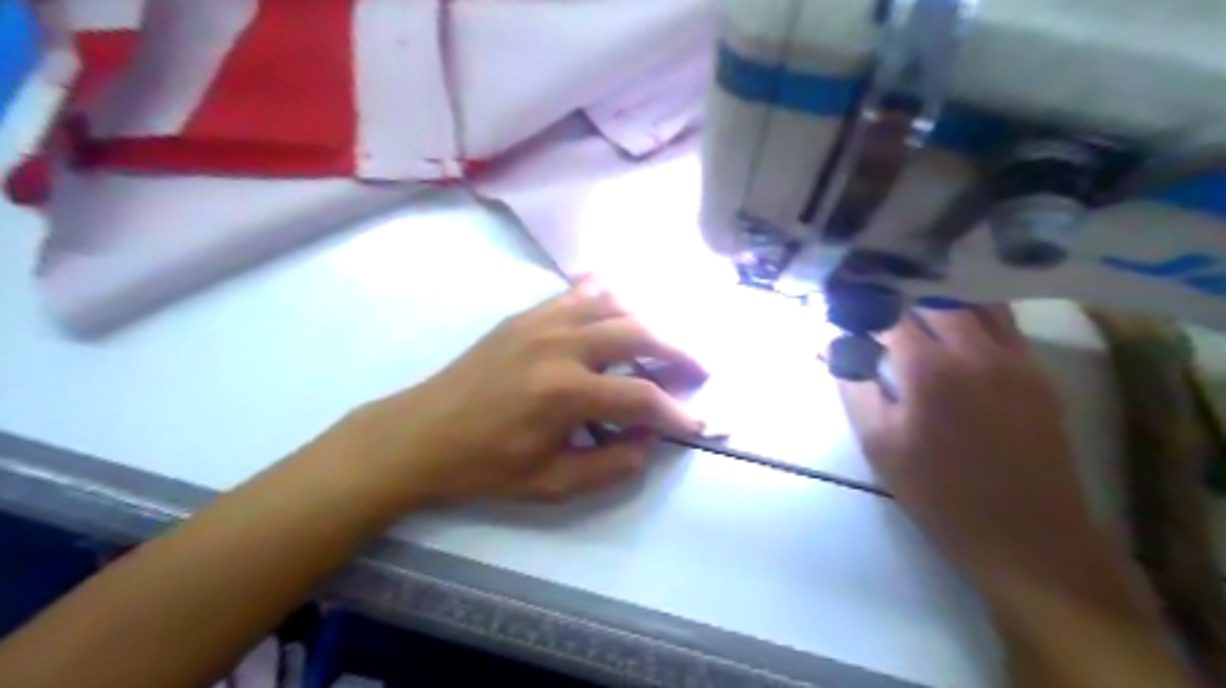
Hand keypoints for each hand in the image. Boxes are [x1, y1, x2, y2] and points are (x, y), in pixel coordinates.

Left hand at [336, 277, 699, 507]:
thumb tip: (651, 439)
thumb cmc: (486, 466)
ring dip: (646, 321)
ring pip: (613, 304)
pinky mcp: (526, 315)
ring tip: (662, 343)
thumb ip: (612, 464)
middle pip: (638, 333)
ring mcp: (542, 322)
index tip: (699, 422)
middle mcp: (561, 345)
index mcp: (567, 392)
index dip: (677, 412)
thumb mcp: (552, 484)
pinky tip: (619, 309)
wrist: (422, 435)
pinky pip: (577, 293)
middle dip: (677, 352)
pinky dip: (607, 298)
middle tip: (697, 369)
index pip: (642, 397)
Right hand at [840, 308, 1105, 584]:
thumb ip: (854, 386)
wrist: (1027, 536)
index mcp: (930, 369)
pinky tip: (958, 327)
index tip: (848, 304)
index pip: (891, 313)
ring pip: (977, 302)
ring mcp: (1015, 358)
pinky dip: (976, 313)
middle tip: (879, 298)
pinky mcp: (1038, 374)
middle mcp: (976, 350)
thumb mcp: (879, 444)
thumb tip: (833, 347)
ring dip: (943, 296)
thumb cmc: (938, 493)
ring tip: (917, 302)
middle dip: (903, 293)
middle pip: (936, 296)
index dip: (866, 305)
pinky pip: (1005, 324)